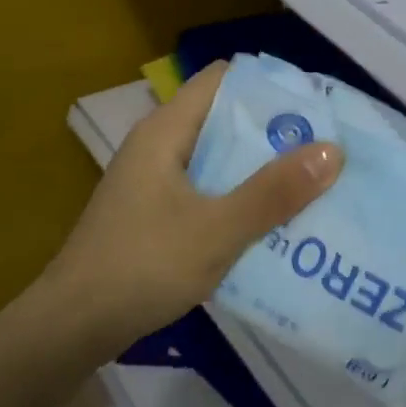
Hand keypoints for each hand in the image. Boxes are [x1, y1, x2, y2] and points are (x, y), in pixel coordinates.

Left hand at [43, 62, 342, 353]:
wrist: (73, 327)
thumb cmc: (141, 267)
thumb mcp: (216, 231)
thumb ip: (272, 193)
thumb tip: (332, 150)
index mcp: (166, 131)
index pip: (222, 80)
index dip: (269, 86)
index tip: (316, 106)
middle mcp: (159, 146)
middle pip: (225, 120)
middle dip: (275, 134)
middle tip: (327, 150)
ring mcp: (155, 182)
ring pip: (219, 160)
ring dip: (261, 171)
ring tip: (314, 185)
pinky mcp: (156, 214)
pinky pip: (208, 192)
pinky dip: (240, 200)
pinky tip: (273, 223)